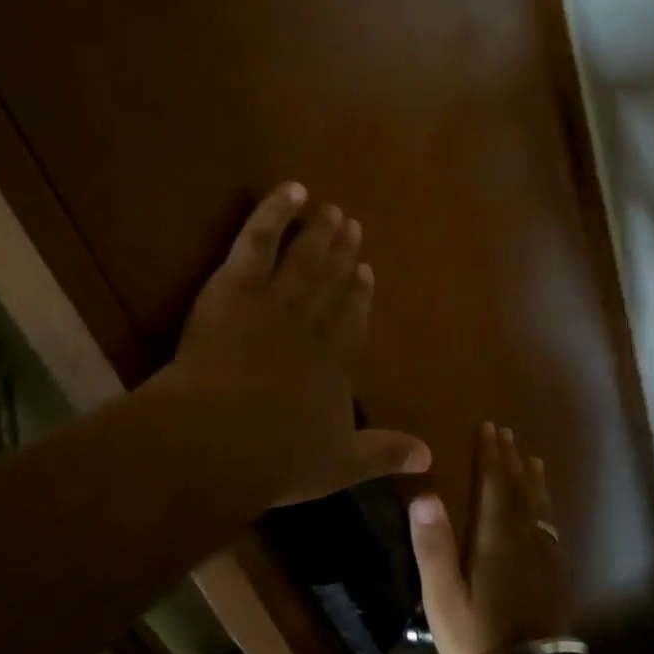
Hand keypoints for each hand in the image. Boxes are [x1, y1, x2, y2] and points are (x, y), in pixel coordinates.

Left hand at [166, 183, 430, 507]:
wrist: (222, 439)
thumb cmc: (279, 457)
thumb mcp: (341, 464)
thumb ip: (385, 454)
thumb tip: (431, 457)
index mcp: (333, 363)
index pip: (351, 322)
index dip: (359, 296)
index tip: (366, 272)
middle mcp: (310, 325)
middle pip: (329, 284)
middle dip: (342, 257)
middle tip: (353, 228)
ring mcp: (274, 302)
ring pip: (303, 260)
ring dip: (318, 235)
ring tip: (331, 211)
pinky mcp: (237, 286)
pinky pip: (259, 240)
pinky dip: (275, 212)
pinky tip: (291, 189)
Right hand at [408, 422, 570, 653]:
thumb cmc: (477, 638)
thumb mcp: (443, 595)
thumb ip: (433, 545)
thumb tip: (424, 494)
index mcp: (496, 537)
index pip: (494, 483)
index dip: (491, 454)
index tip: (488, 427)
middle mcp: (525, 538)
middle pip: (519, 488)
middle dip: (510, 458)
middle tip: (506, 433)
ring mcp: (544, 556)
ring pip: (538, 505)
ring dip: (532, 478)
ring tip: (532, 458)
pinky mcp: (554, 575)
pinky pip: (549, 525)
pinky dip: (544, 505)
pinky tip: (543, 511)